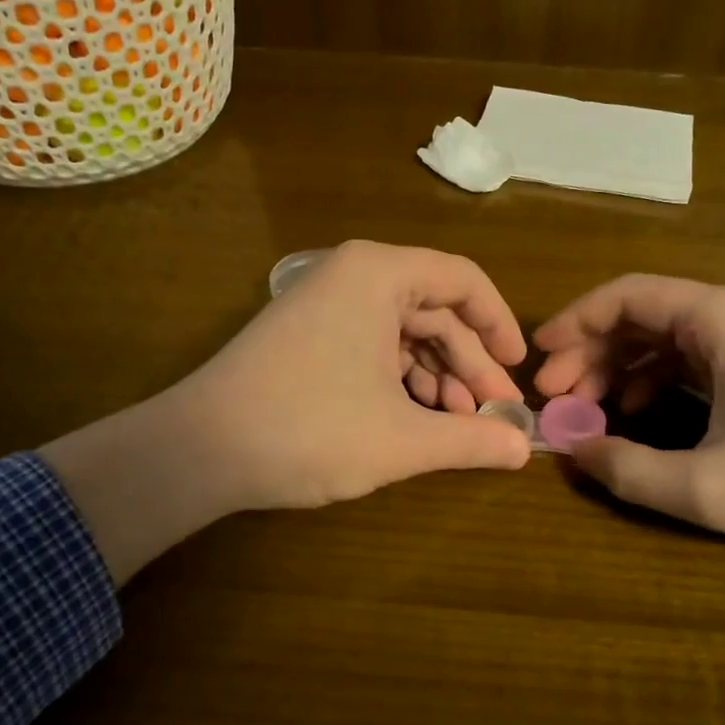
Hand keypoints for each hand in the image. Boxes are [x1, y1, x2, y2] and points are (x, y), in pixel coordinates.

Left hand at [43, 242, 532, 581]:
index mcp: (379, 274)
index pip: (463, 280)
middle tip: (493, 413)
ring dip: (436, 377)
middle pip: (434, 310)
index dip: (500, 324)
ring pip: (403, 332)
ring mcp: (324, 305)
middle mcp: (352, 276)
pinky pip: (371, 346)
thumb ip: (471, 440)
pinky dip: (400, 380)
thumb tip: (524, 449)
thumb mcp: (403, 439)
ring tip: (456, 424)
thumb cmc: (310, 429)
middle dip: (468, 364)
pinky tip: (415, 419)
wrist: (199, 450)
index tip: (519, 369)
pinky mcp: (305, 336)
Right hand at [534, 275, 724, 593]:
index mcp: (720, 320)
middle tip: (556, 398)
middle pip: (640, 315)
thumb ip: (628, 470)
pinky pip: (688, 359)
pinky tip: (635, 416)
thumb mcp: (708, 488)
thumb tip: (573, 452)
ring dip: (617, 369)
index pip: (627, 295)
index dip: (574, 321)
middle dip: (590, 352)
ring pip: (662, 338)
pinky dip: (651, 382)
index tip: (539, 358)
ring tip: (586, 411)